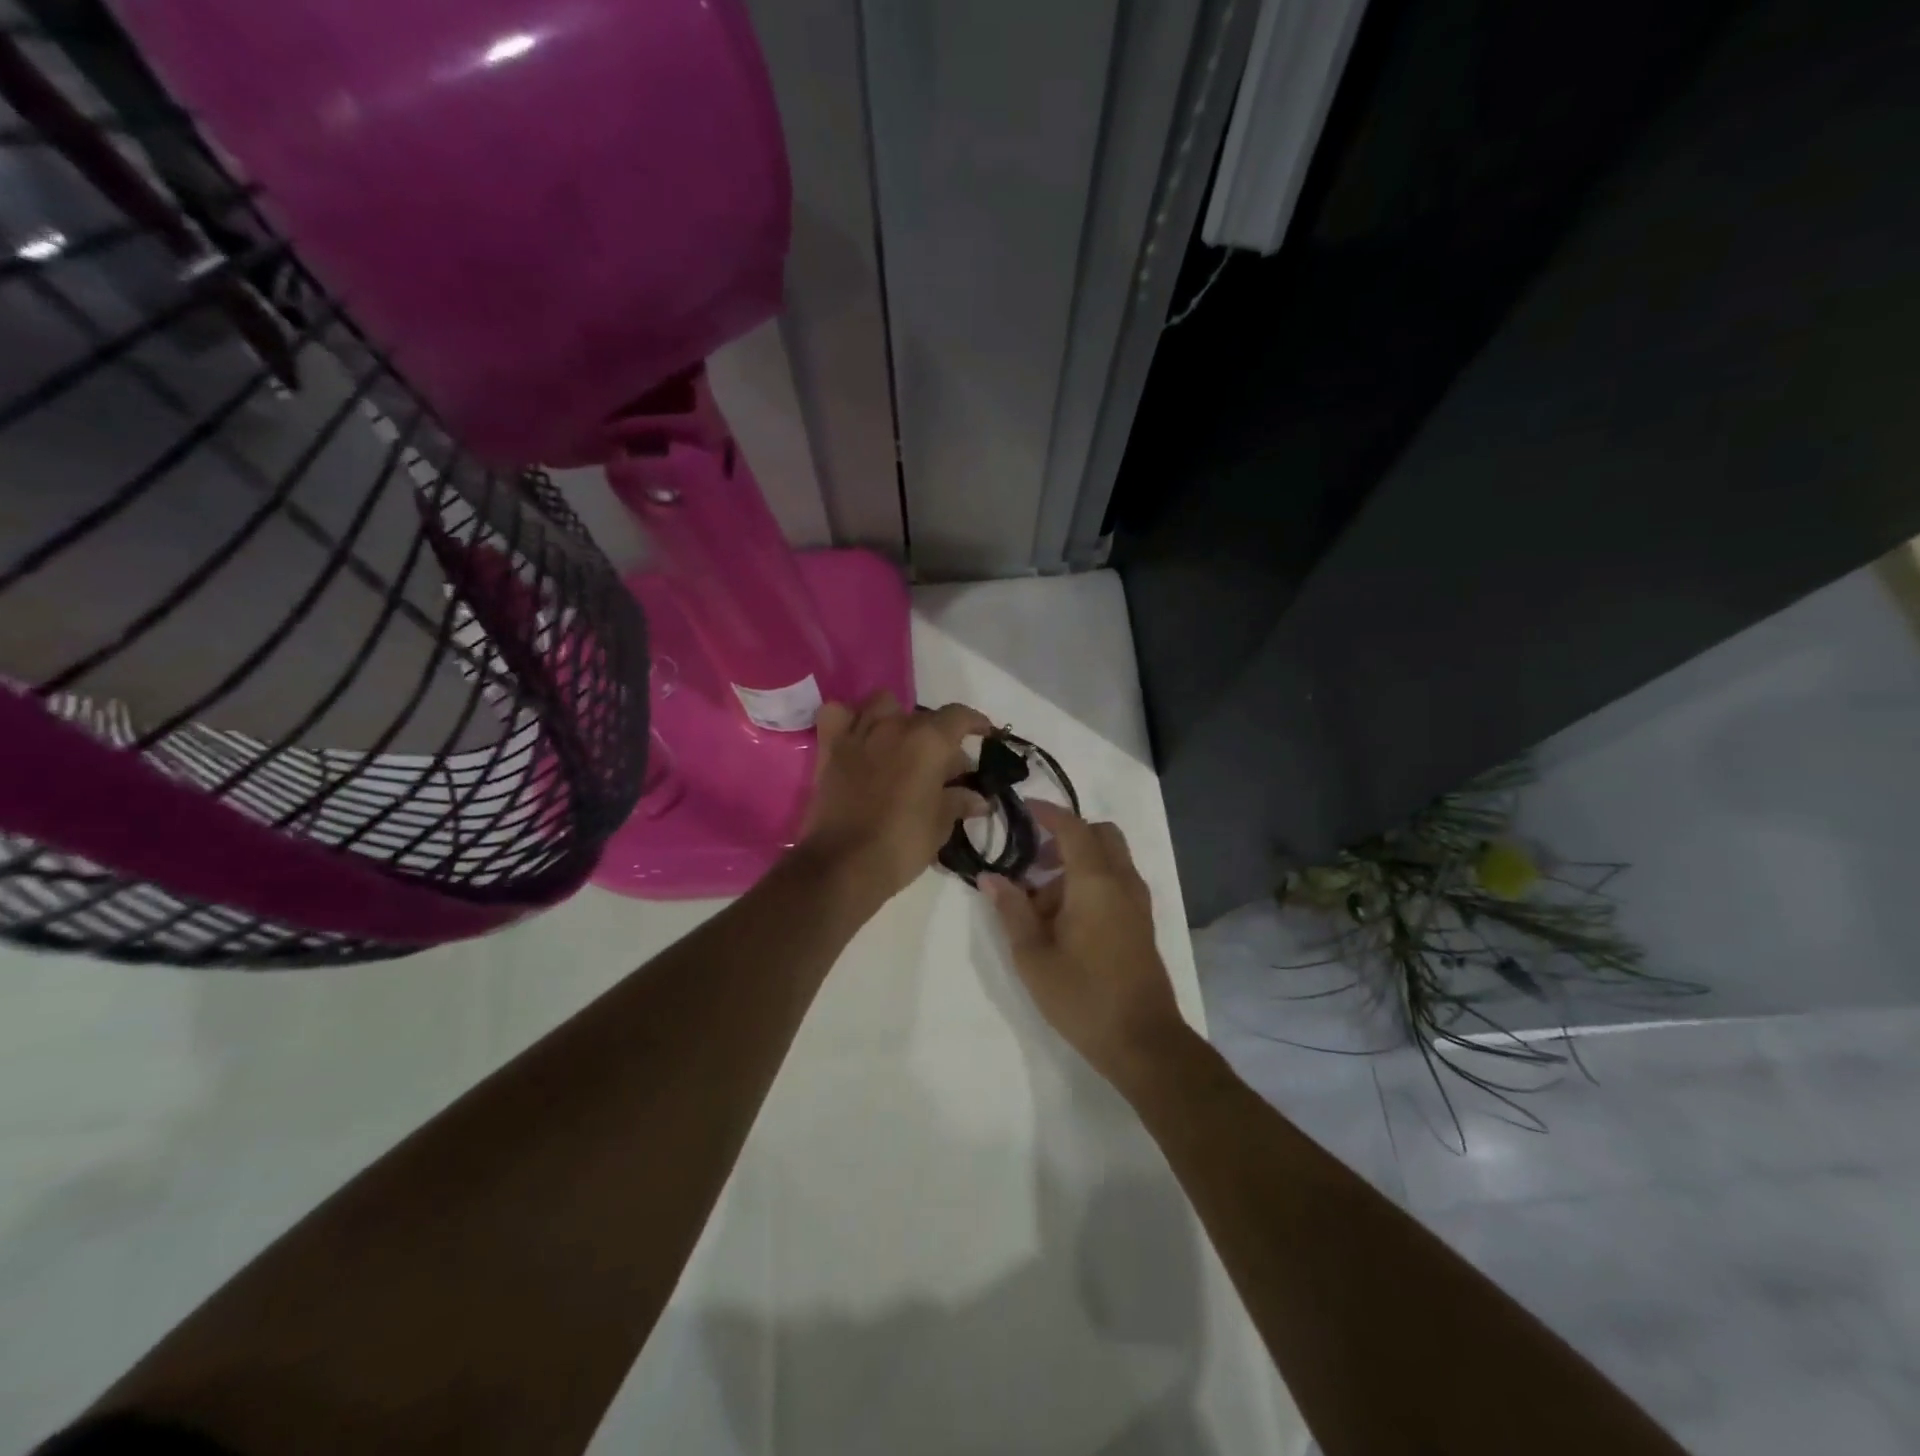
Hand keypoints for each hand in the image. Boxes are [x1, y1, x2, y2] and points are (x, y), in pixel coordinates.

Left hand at [799, 692, 993, 904]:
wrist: (845, 864)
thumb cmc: (902, 843)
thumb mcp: (940, 825)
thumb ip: (960, 802)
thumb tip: (979, 799)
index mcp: (929, 741)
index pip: (959, 716)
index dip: (976, 723)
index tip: (984, 735)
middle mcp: (895, 726)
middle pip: (924, 716)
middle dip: (939, 737)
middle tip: (946, 768)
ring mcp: (859, 733)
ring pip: (883, 705)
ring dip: (896, 719)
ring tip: (902, 745)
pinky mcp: (830, 748)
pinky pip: (837, 714)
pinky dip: (849, 719)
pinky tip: (858, 737)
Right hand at [981, 802, 1189, 1086]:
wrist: (1143, 1041)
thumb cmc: (1082, 996)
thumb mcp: (1033, 956)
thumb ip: (1011, 911)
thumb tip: (990, 877)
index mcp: (1095, 883)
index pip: (1073, 828)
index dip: (1048, 813)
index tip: (1023, 808)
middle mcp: (1122, 882)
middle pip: (1100, 835)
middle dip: (1067, 836)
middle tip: (1034, 861)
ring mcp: (1138, 903)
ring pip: (1110, 859)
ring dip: (1077, 864)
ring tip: (1042, 905)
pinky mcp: (1142, 922)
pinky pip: (1117, 882)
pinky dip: (1092, 882)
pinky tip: (1066, 920)